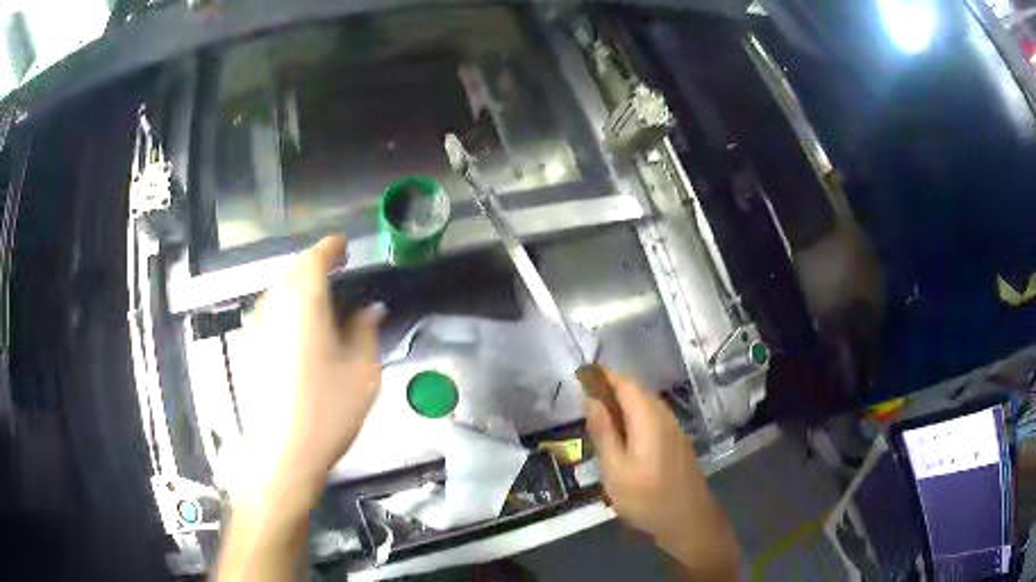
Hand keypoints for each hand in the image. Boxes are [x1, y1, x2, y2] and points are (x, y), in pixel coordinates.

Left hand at [217, 236, 383, 581]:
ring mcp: (255, 329)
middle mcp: (274, 308)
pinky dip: (283, 309)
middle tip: (336, 274)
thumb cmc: (328, 413)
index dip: (330, 247)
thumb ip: (365, 332)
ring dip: (296, 287)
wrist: (283, 456)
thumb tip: (370, 310)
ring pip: (276, 292)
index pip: (314, 259)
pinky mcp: (246, 350)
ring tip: (317, 301)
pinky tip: (295, 331)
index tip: (344, 246)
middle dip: (313, 267)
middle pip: (291, 272)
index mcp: (304, 304)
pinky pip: (266, 314)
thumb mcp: (362, 372)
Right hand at [584, 370, 740, 579]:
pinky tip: (623, 439)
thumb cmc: (646, 498)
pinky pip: (653, 419)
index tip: (581, 378)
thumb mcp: (615, 469)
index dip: (603, 377)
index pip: (625, 383)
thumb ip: (603, 432)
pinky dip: (634, 419)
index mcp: (649, 418)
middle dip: (611, 390)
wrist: (687, 520)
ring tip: (599, 421)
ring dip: (623, 406)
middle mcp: (665, 416)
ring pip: (646, 405)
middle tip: (585, 404)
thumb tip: (591, 399)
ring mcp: (675, 429)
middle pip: (637, 392)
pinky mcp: (678, 442)